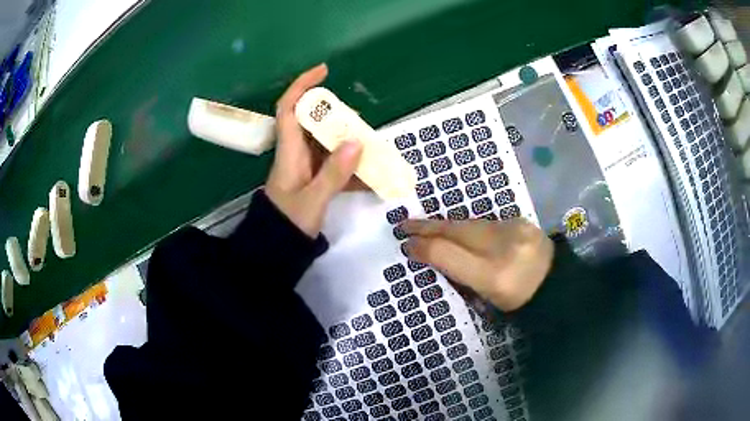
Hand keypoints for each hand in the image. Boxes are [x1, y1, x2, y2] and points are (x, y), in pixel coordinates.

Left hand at [266, 64, 362, 237]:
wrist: (277, 248)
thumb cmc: (288, 223)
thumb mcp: (312, 201)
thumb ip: (334, 174)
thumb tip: (356, 142)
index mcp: (289, 151)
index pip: (290, 108)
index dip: (303, 86)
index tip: (324, 71)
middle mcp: (297, 152)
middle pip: (314, 121)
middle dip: (338, 117)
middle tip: (360, 123)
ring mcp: (306, 166)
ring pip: (327, 142)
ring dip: (349, 143)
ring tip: (371, 149)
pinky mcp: (314, 178)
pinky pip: (333, 164)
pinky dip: (351, 168)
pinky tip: (369, 179)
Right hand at [402, 218, 553, 310]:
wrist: (556, 287)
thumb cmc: (517, 302)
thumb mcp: (485, 300)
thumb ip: (459, 276)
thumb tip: (430, 255)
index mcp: (493, 277)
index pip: (450, 255)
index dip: (425, 247)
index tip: (406, 244)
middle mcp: (504, 249)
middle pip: (458, 232)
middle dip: (429, 227)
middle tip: (406, 225)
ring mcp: (516, 231)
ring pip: (471, 224)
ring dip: (448, 225)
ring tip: (428, 226)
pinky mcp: (522, 221)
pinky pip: (487, 222)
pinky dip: (471, 226)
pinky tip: (461, 229)